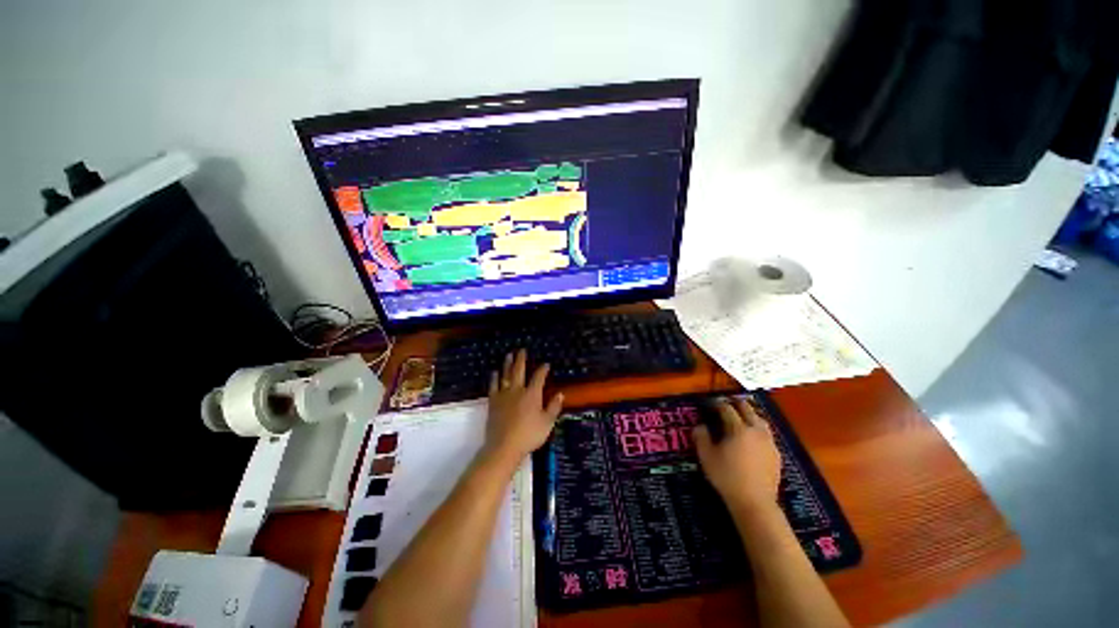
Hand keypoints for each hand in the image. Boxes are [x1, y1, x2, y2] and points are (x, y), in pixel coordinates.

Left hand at [483, 350, 563, 466]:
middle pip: (519, 370)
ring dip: (507, 364)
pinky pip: (493, 386)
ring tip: (508, 355)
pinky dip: (494, 378)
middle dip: (521, 359)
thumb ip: (554, 407)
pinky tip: (495, 372)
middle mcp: (518, 390)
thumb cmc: (529, 435)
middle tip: (522, 350)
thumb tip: (560, 394)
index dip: (543, 369)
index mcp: (532, 394)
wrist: (504, 446)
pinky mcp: (493, 402)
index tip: (546, 364)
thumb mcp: (547, 423)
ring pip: (505, 375)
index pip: (539, 377)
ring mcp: (504, 395)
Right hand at [694, 398, 781, 511]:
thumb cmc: (727, 477)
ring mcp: (769, 443)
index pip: (727, 409)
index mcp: (738, 429)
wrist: (755, 503)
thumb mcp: (707, 457)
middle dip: (737, 404)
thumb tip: (699, 426)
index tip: (710, 403)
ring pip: (761, 421)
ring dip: (751, 415)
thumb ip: (701, 437)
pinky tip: (753, 438)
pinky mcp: (776, 455)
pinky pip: (767, 435)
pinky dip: (758, 430)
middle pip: (748, 410)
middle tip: (727, 404)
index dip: (718, 404)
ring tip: (742, 417)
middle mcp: (756, 431)